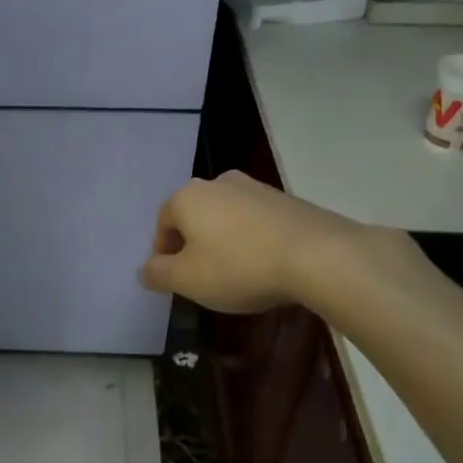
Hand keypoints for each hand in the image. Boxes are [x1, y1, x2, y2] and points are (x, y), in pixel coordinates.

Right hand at [140, 171, 361, 313]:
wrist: (318, 256)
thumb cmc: (239, 266)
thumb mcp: (187, 280)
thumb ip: (158, 274)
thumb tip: (144, 269)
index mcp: (187, 197)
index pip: (162, 223)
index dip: (164, 253)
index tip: (174, 279)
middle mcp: (218, 183)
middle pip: (194, 216)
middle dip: (193, 245)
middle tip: (202, 276)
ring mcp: (255, 187)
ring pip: (226, 217)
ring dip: (223, 241)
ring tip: (236, 273)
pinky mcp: (287, 199)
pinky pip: (256, 221)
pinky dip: (252, 240)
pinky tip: (264, 265)